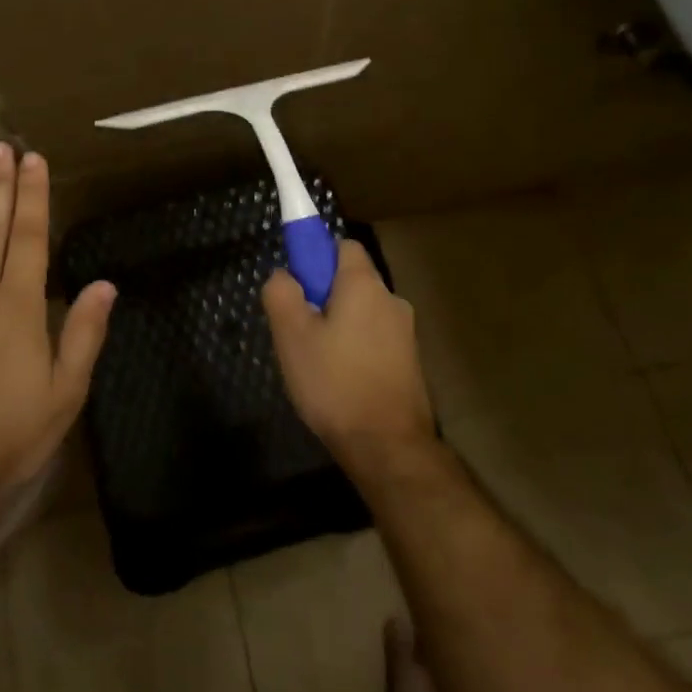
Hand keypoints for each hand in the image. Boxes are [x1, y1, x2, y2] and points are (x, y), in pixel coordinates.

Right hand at [262, 239, 433, 476]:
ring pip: (362, 312)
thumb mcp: (291, 335)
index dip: (316, 256)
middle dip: (323, 295)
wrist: (387, 445)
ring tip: (316, 361)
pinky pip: (374, 338)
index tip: (297, 284)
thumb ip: (281, 293)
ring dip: (339, 324)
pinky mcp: (410, 362)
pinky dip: (355, 348)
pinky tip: (339, 380)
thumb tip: (283, 274)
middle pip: (352, 280)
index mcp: (364, 284)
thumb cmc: (334, 382)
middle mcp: (391, 299)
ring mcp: (405, 332)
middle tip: (298, 329)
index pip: (343, 245)